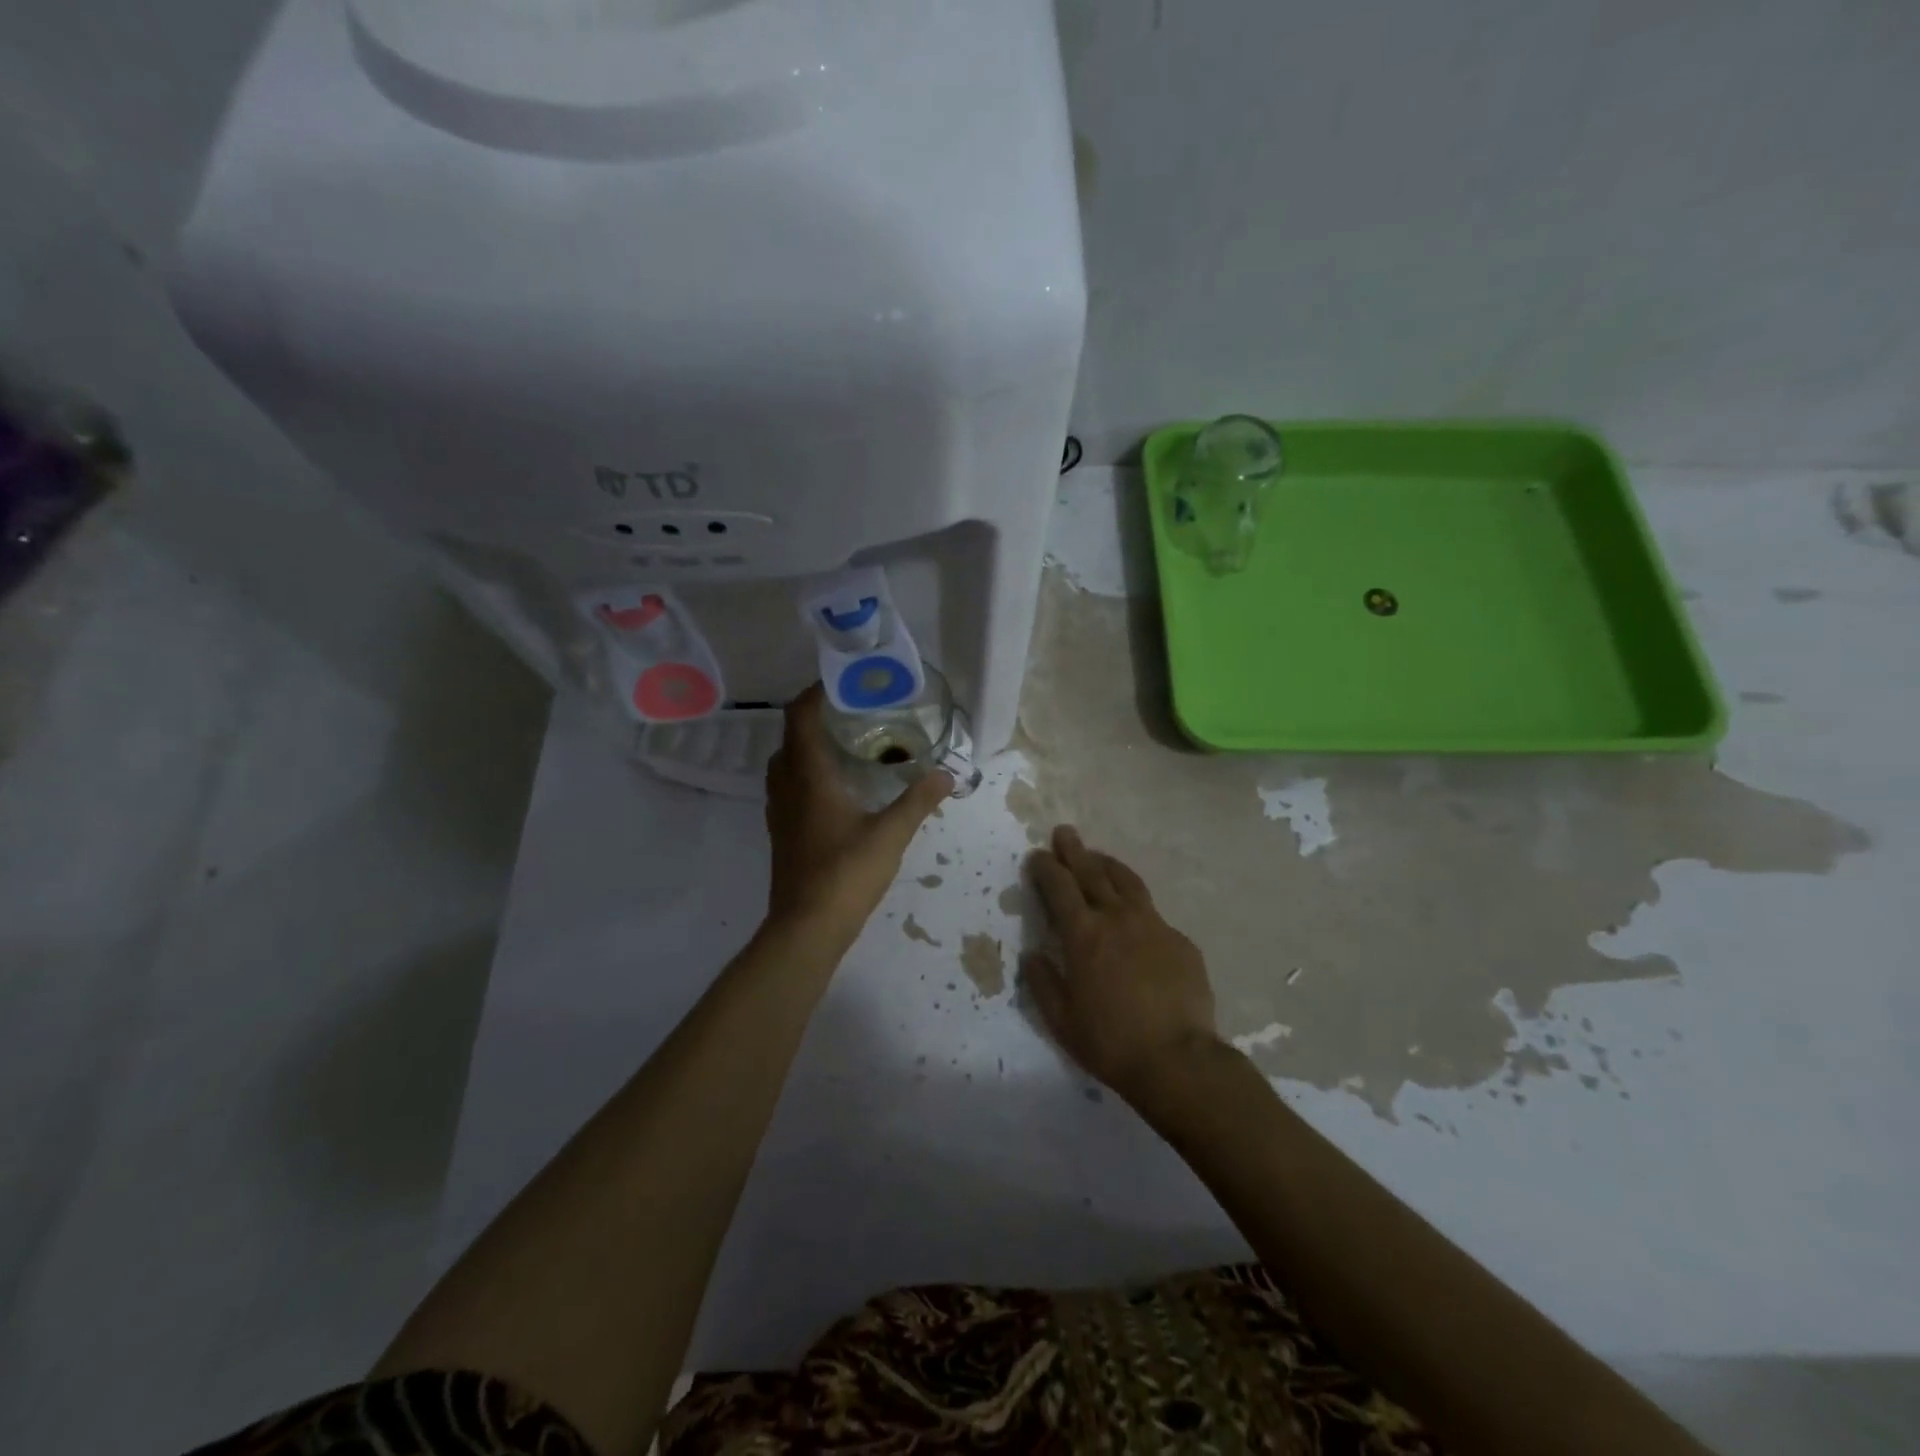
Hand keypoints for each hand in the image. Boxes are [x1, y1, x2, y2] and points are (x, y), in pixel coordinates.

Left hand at [763, 685, 951, 944]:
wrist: (806, 928)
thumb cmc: (846, 873)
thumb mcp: (890, 834)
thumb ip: (918, 800)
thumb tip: (947, 773)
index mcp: (808, 777)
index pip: (799, 718)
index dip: (814, 694)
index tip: (840, 683)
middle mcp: (786, 788)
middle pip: (790, 738)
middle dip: (814, 720)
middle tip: (850, 714)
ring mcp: (779, 813)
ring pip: (785, 765)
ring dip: (807, 748)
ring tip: (844, 747)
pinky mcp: (781, 834)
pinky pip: (788, 789)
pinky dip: (806, 775)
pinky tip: (836, 790)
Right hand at [1021, 826, 1222, 1101]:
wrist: (1178, 1060)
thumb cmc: (1110, 1042)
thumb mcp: (1061, 1020)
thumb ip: (1043, 983)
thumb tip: (1033, 955)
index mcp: (1084, 935)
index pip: (1059, 887)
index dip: (1045, 868)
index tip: (1037, 856)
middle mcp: (1117, 919)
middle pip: (1092, 872)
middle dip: (1074, 850)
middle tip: (1064, 832)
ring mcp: (1153, 926)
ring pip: (1127, 882)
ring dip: (1107, 865)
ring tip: (1097, 857)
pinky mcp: (1180, 940)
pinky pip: (1153, 913)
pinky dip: (1136, 905)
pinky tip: (1135, 917)